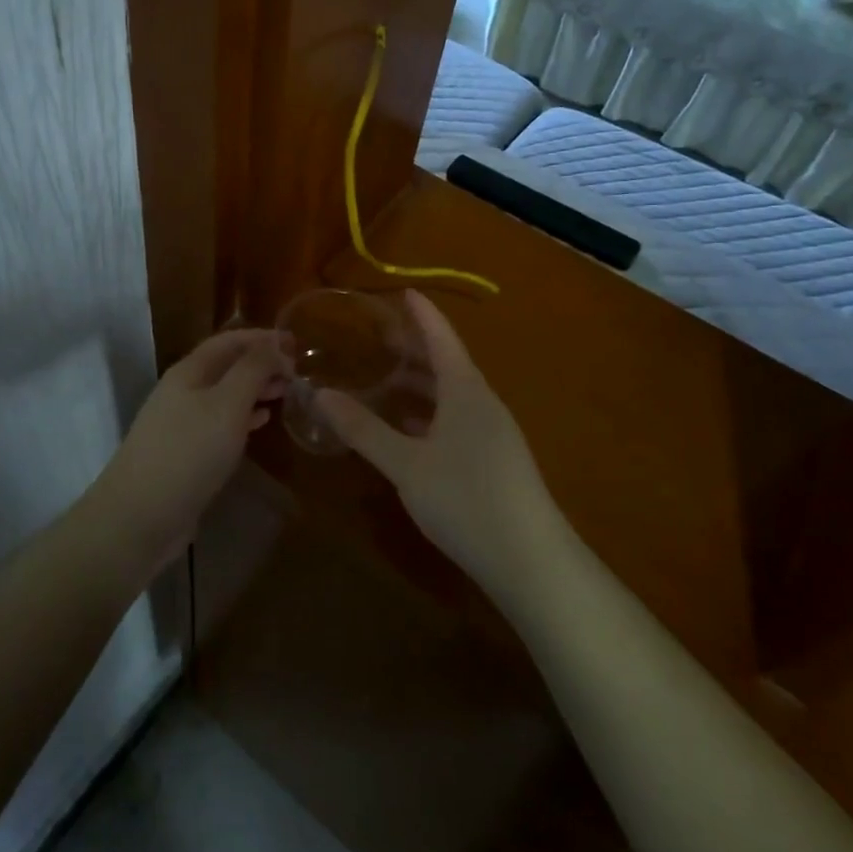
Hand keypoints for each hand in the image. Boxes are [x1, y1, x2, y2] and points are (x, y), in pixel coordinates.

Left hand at [90, 328, 286, 575]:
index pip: (230, 340)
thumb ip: (253, 370)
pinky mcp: (185, 452)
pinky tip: (262, 422)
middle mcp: (183, 390)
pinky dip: (244, 416)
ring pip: (225, 394)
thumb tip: (275, 344)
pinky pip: (220, 422)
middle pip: (226, 365)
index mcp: (190, 371)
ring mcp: (181, 422)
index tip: (296, 343)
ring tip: (286, 393)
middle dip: (261, 363)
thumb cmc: (188, 452)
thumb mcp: (227, 405)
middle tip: (297, 372)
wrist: (139, 516)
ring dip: (255, 389)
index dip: (262, 338)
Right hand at [317, 292, 564, 603]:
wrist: (531, 561)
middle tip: (381, 336)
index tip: (404, 291)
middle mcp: (483, 403)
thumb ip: (364, 430)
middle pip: (448, 364)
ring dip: (422, 384)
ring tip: (387, 379)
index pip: (442, 338)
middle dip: (416, 348)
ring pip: (453, 395)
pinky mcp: (496, 460)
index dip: (422, 314)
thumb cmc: (465, 499)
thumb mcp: (406, 465)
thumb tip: (321, 394)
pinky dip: (432, 413)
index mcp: (466, 391)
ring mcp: (494, 433)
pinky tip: (412, 429)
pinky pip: (458, 419)